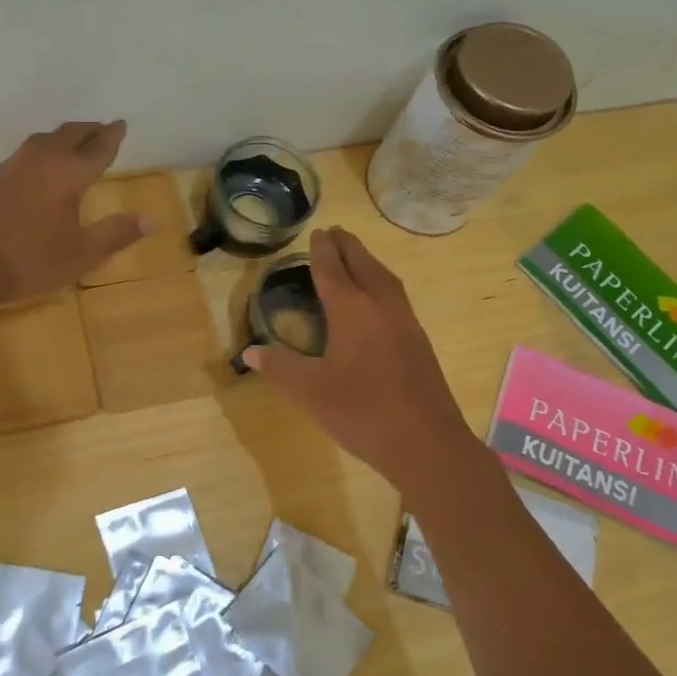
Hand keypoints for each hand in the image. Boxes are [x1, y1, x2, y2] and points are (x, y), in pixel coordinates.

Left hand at [0, 121, 148, 308]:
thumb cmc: (28, 261)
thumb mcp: (81, 254)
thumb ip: (116, 234)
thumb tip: (151, 220)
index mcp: (67, 174)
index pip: (97, 147)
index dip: (112, 136)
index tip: (121, 124)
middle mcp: (40, 160)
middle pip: (69, 134)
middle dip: (89, 130)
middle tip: (102, 130)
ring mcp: (12, 166)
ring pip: (44, 139)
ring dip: (64, 137)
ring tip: (74, 143)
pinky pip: (27, 152)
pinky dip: (44, 150)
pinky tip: (40, 167)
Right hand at [243, 227, 472, 485]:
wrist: (426, 443)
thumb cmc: (362, 412)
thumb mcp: (310, 391)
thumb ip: (280, 367)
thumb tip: (250, 352)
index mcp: (353, 311)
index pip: (333, 271)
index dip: (322, 252)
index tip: (317, 233)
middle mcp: (382, 308)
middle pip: (365, 266)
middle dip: (349, 248)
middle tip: (337, 232)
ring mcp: (406, 324)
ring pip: (386, 280)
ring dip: (369, 263)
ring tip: (357, 258)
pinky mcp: (419, 343)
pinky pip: (397, 298)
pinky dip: (382, 284)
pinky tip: (379, 301)